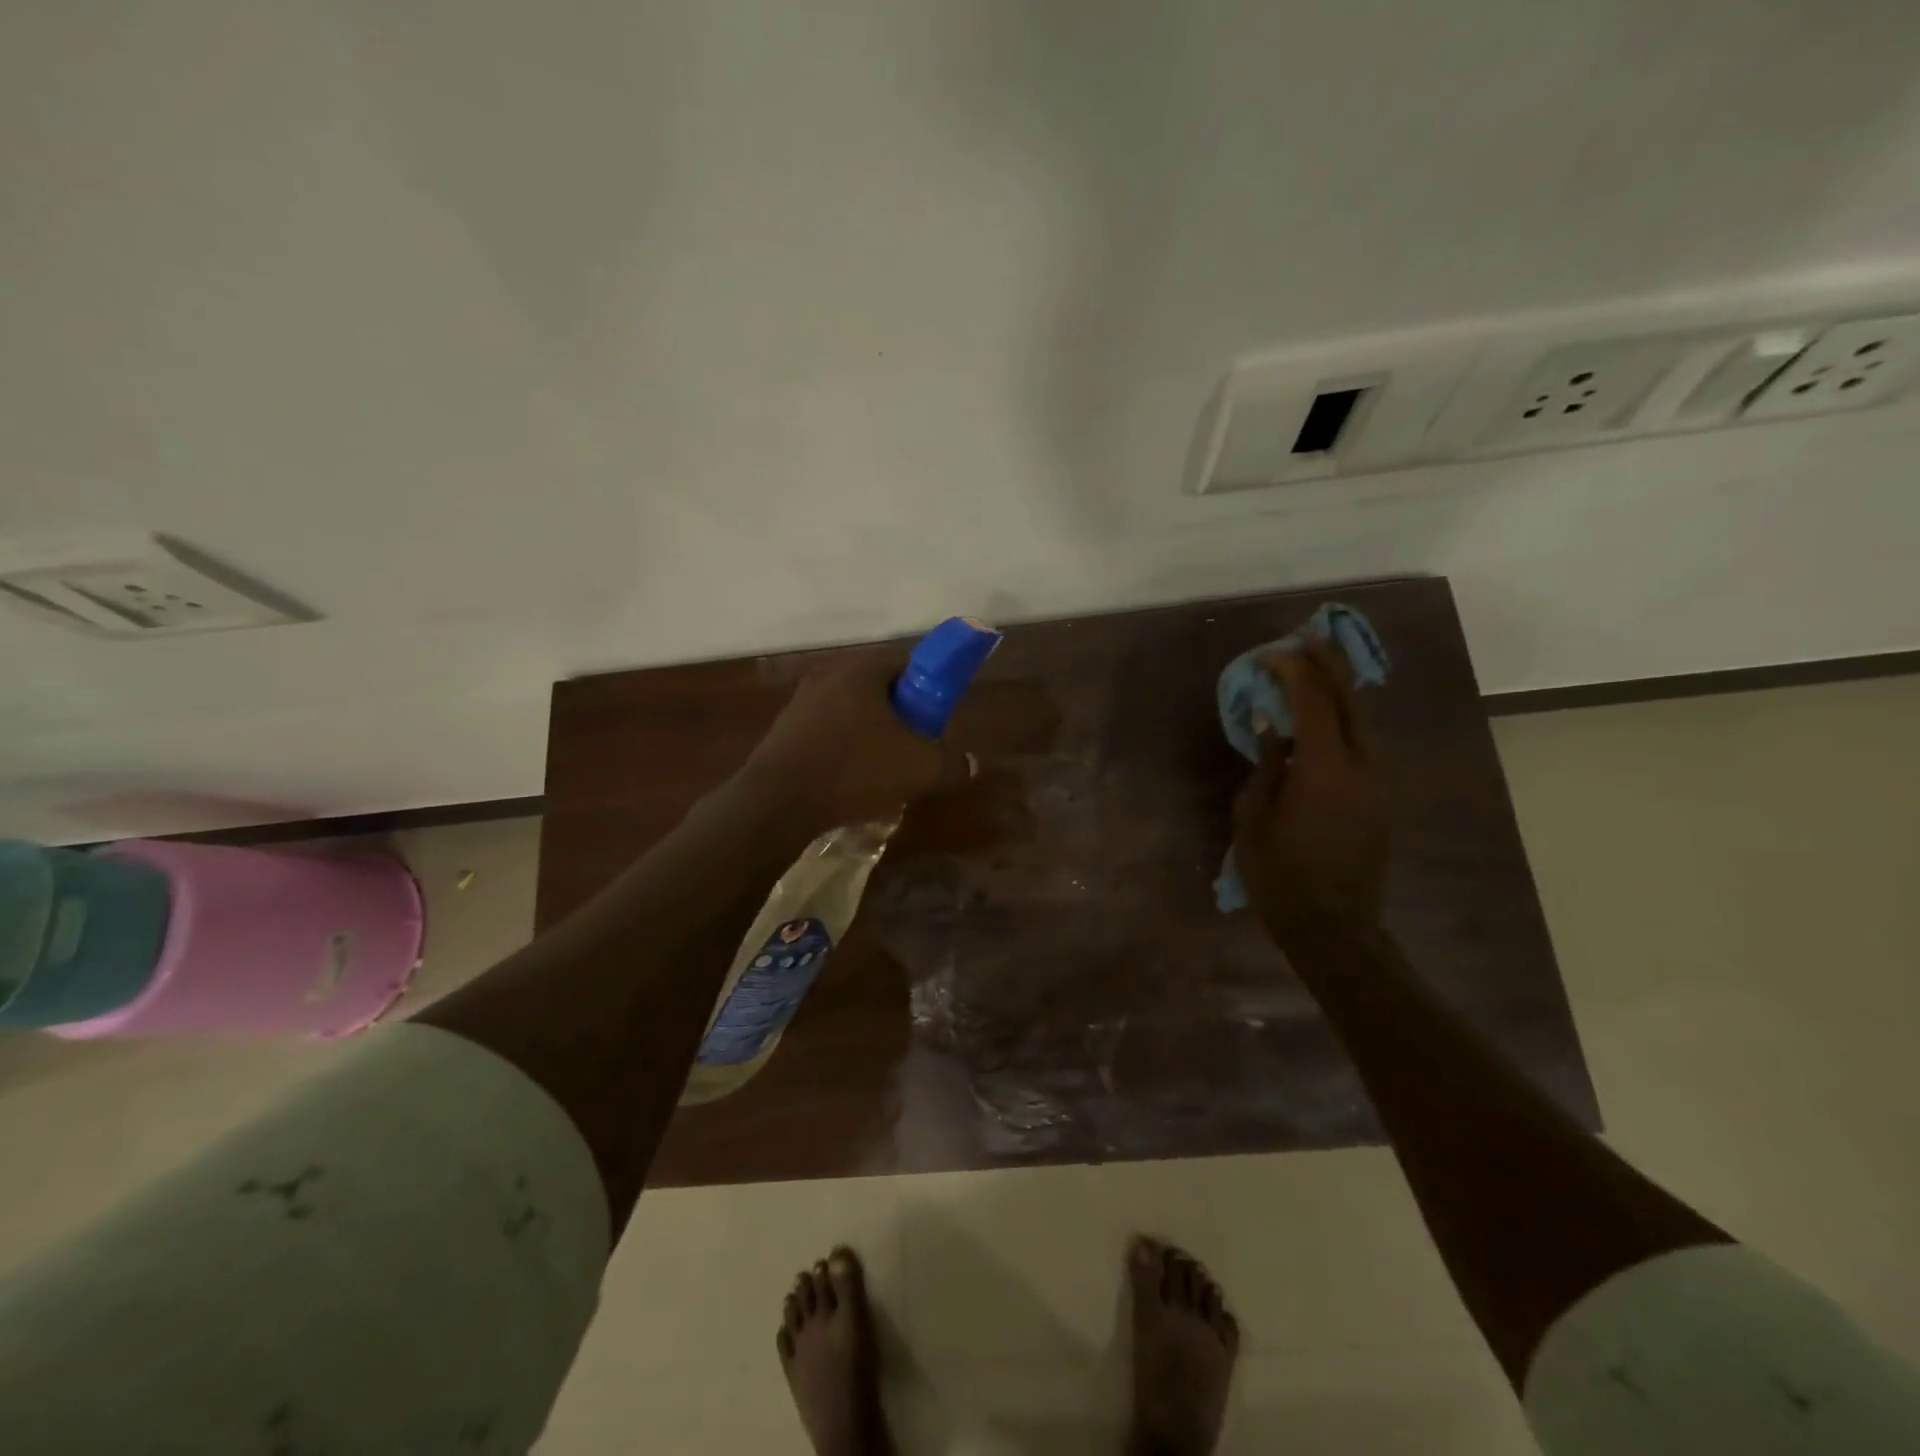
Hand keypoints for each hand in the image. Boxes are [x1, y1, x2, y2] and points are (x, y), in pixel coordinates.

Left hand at [742, 657, 973, 830]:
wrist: (778, 802)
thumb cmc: (855, 770)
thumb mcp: (918, 769)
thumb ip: (951, 764)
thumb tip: (972, 765)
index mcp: (861, 672)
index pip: (904, 662)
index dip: (926, 686)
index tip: (935, 716)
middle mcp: (827, 678)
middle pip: (876, 688)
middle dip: (898, 714)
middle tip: (914, 745)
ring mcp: (799, 705)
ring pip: (849, 712)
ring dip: (869, 734)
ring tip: (882, 769)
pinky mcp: (782, 733)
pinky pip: (825, 734)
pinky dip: (842, 750)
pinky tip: (849, 781)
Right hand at [1231, 640, 1389, 947]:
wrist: (1333, 927)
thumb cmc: (1280, 875)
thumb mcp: (1253, 818)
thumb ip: (1265, 767)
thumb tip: (1274, 732)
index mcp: (1325, 767)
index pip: (1314, 702)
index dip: (1295, 671)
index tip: (1272, 654)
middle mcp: (1361, 766)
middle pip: (1350, 701)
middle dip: (1329, 666)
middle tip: (1307, 640)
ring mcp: (1375, 783)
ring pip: (1361, 723)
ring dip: (1337, 694)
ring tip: (1312, 674)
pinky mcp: (1377, 800)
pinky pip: (1360, 748)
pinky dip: (1340, 724)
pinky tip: (1318, 725)